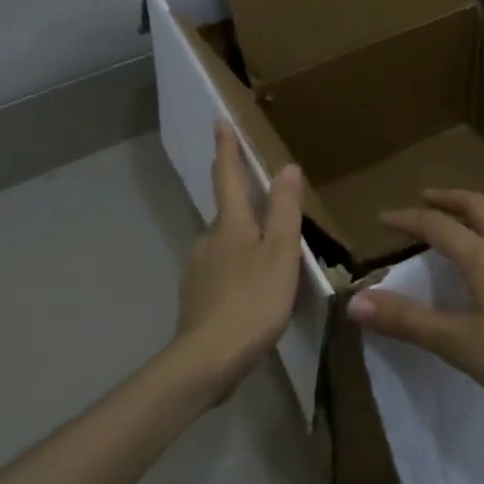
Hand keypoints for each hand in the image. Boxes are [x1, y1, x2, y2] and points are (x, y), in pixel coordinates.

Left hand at [173, 121, 304, 401]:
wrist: (206, 361)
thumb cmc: (252, 301)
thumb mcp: (280, 254)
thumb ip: (284, 210)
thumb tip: (286, 167)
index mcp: (230, 225)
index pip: (228, 176)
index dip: (227, 148)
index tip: (220, 121)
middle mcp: (208, 241)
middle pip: (227, 212)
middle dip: (242, 201)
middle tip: (266, 199)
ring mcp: (198, 271)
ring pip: (224, 245)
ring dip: (243, 242)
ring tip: (270, 255)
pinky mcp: (197, 300)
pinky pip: (221, 274)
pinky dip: (238, 272)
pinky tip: (252, 292)